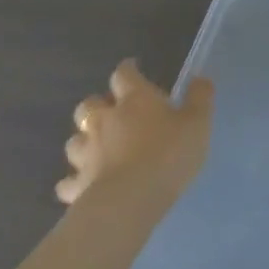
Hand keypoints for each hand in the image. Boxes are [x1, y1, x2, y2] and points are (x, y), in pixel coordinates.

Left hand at [58, 60, 213, 209]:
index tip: (132, 68)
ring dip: (84, 140)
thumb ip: (200, 98)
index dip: (127, 70)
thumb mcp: (198, 122)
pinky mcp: (76, 186)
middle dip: (97, 105)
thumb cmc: (169, 153)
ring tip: (97, 148)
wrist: (130, 200)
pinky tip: (84, 184)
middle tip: (112, 111)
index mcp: (135, 100)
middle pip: (88, 105)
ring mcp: (85, 154)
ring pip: (74, 140)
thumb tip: (199, 78)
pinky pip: (68, 181)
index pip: (124, 75)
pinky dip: (74, 180)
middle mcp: (104, 121)